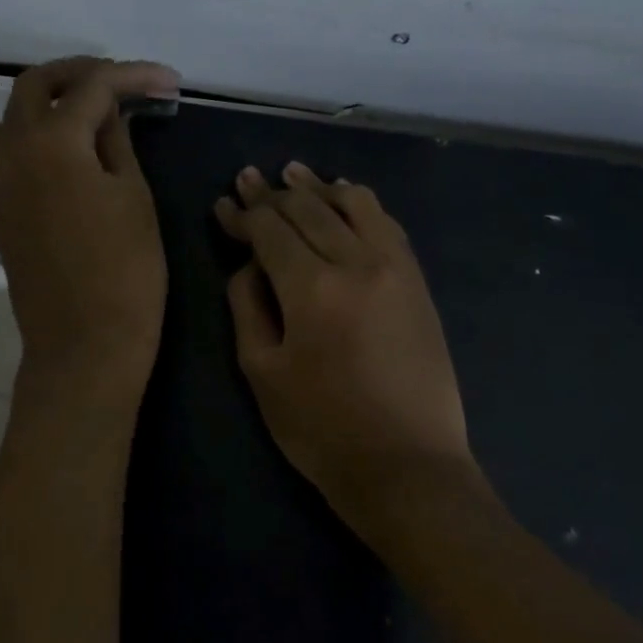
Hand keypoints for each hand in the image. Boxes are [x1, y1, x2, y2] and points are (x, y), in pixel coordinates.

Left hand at [0, 57, 179, 398]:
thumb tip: (110, 114)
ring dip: (45, 103)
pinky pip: (3, 152)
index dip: (134, 77)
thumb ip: (117, 144)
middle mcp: (11, 150)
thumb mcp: (134, 197)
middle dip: (80, 74)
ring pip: (9, 117)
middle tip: (122, 82)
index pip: (93, 87)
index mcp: (51, 141)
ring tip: (88, 115)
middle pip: (35, 85)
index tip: (169, 82)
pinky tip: (65, 154)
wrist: (84, 343)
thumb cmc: (125, 271)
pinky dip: (31, 137)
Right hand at [216, 163, 473, 524]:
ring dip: (319, 187)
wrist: (407, 466)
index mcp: (312, 288)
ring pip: (354, 204)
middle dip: (273, 192)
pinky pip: (387, 224)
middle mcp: (357, 262)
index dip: (243, 214)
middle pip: (309, 209)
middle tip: (249, 179)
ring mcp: (396, 268)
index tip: (224, 204)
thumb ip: (248, 307)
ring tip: (295, 175)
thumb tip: (251, 264)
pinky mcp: (418, 282)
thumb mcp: (263, 374)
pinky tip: (344, 199)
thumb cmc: (322, 430)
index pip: (270, 230)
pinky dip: (360, 204)